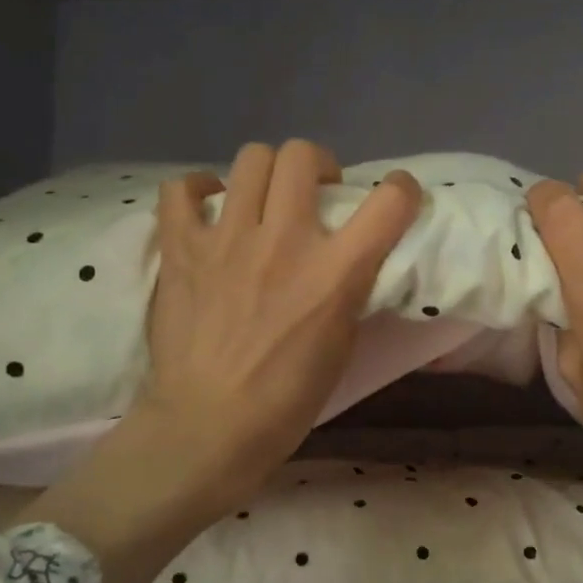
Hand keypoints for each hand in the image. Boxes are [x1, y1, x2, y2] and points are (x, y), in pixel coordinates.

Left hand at [22, 140, 422, 582]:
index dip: (400, 190)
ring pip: (252, 158)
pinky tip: (206, 209)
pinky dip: (197, 191)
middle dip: (317, 167)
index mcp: (334, 274)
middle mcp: (285, 241)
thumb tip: (343, 262)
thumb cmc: (285, 402)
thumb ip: (345, 291)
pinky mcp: (182, 248)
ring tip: (261, 202)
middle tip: (312, 196)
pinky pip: (181, 189)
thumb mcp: (341, 346)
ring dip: (265, 174)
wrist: (208, 427)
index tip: (394, 198)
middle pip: (303, 155)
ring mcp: (228, 239)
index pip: (388, 202)